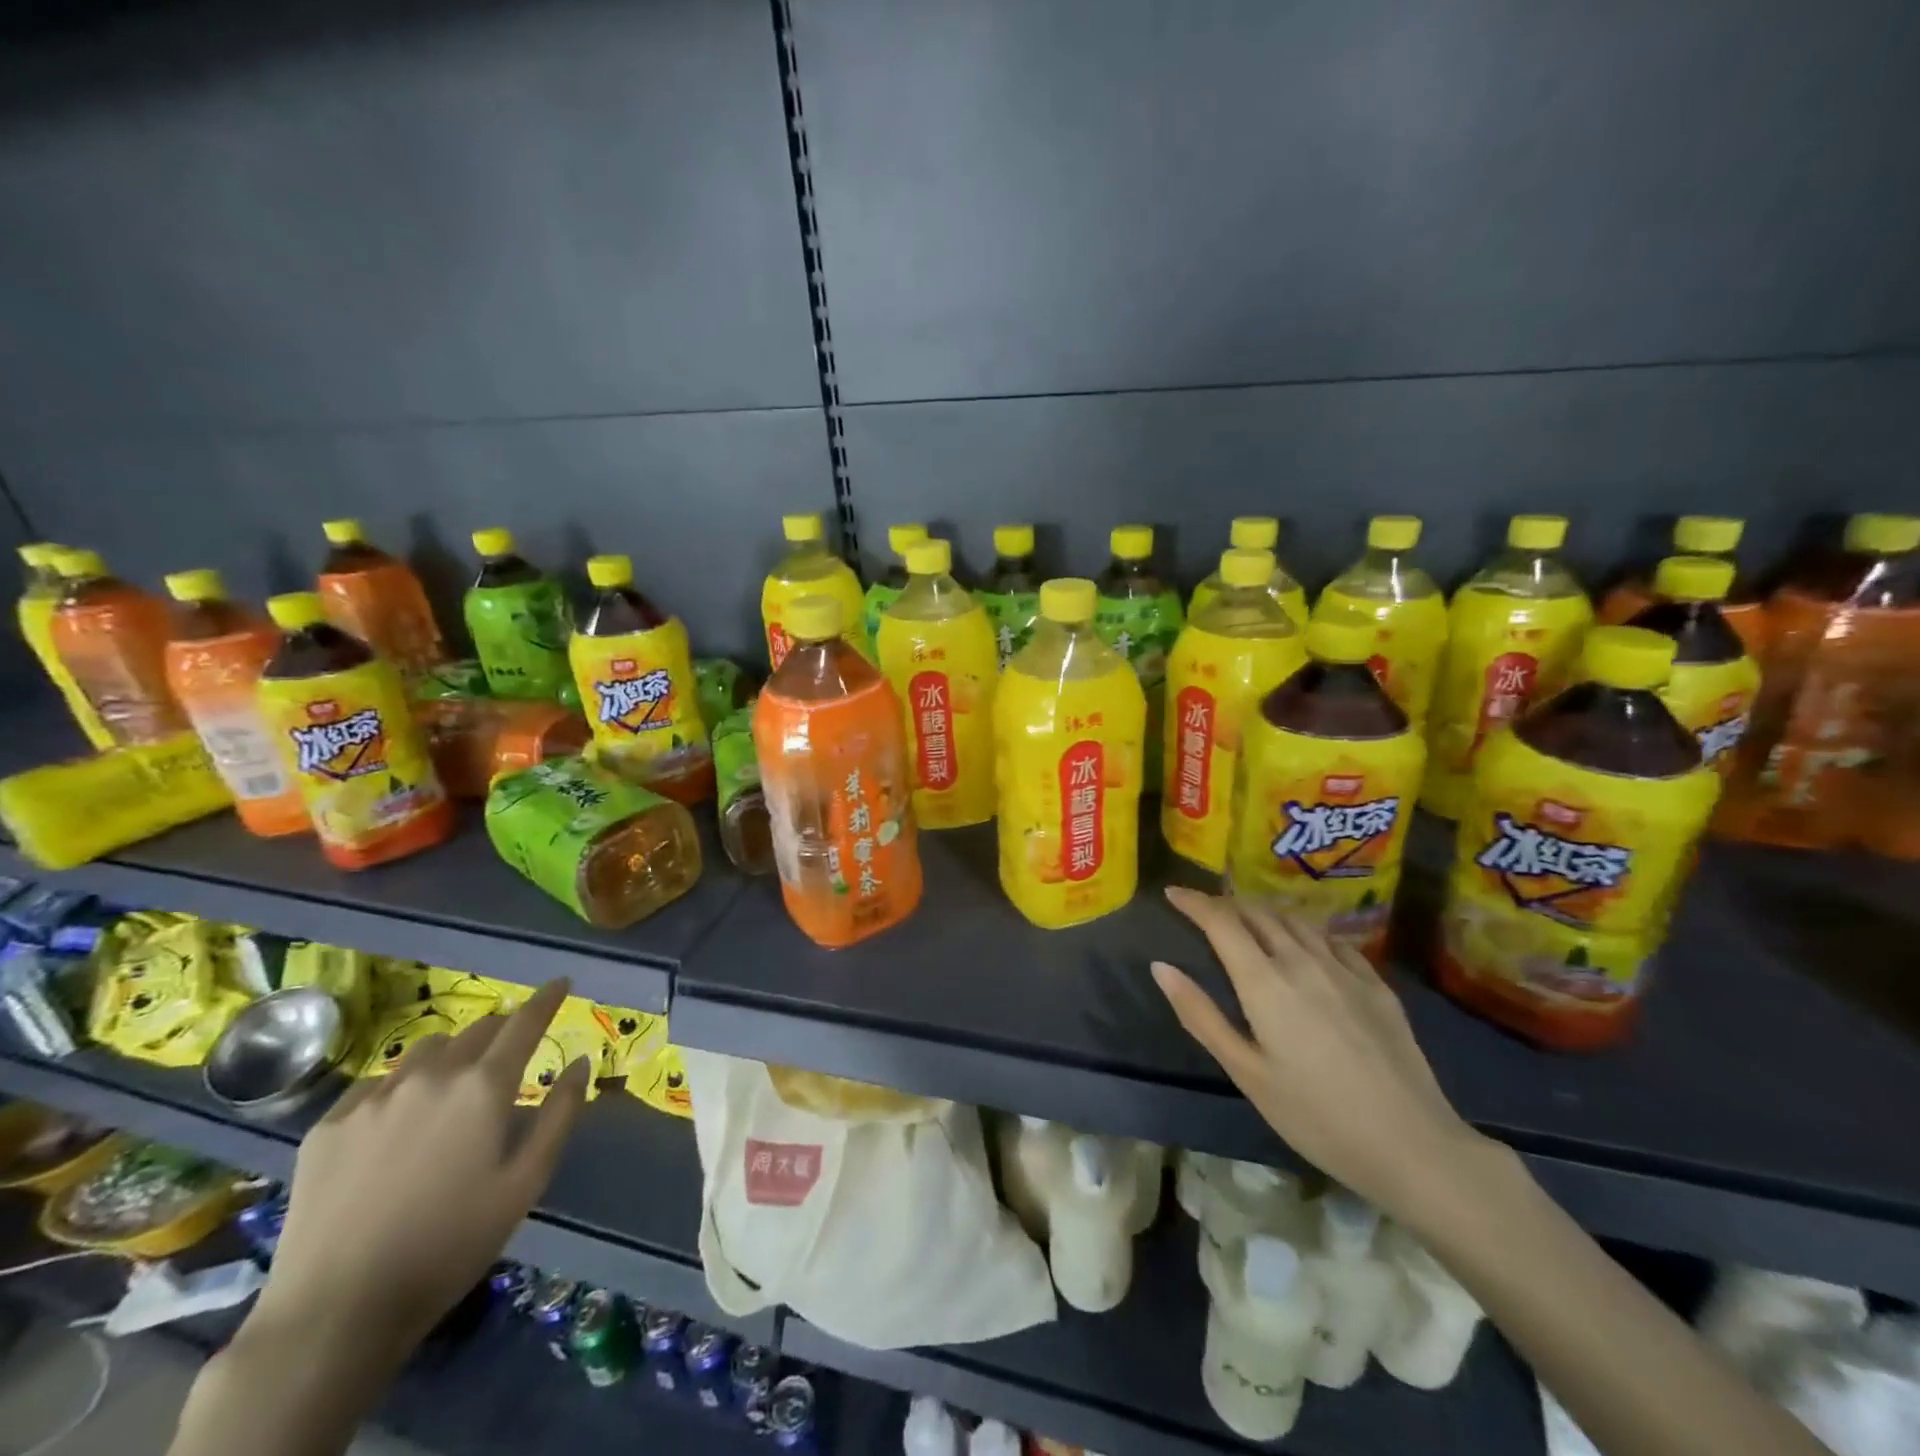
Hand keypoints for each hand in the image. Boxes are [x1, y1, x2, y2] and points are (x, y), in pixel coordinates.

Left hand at [251, 979, 591, 1364]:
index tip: (561, 982)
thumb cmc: (451, 1244)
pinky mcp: (329, 1125)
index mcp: (484, 1086)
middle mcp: (432, 1075)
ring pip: (427, 1049)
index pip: (525, 1022)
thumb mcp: (526, 1182)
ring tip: (455, 1082)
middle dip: (503, 1030)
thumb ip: (560, 1114)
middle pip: (477, 1030)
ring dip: (453, 1052)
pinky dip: (403, 1084)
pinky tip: (400, 1118)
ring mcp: (374, 1097)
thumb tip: (580, 1063)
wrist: (336, 1311)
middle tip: (511, 1050)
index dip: (547, 998)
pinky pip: (378, 1082)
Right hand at [1152, 888, 1485, 1222]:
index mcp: (1264, 981)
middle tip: (1206, 910)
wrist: (1413, 1145)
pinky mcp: (1376, 985)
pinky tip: (1306, 946)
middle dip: (1226, 904)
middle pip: (1257, 913)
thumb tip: (1161, 967)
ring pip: (1295, 921)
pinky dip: (1305, 932)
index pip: (1221, 921)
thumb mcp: (1246, 1072)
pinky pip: (1332, 940)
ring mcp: (1344, 970)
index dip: (1194, 901)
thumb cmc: (1315, 1116)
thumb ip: (1200, 1015)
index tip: (1172, 893)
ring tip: (1248, 921)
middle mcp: (1302, 961)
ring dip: (1264, 913)